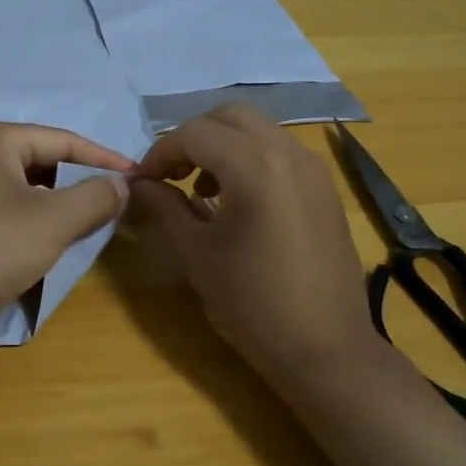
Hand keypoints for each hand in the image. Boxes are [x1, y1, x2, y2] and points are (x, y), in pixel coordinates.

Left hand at [0, 121, 134, 329]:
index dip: (104, 159)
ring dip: (60, 208)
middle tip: (116, 206)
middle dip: (80, 184)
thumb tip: (123, 185)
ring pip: (28, 192)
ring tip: (91, 227)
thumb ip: (95, 197)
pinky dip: (36, 227)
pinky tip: (53, 247)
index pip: (63, 140)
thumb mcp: (53, 221)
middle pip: (44, 163)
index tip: (138, 179)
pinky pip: (10, 216)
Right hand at [131, 105, 382, 383]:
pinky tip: (238, 200)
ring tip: (202, 187)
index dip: (162, 152)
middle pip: (230, 117)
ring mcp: (314, 169)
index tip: (144, 181)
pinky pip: (281, 153)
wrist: (324, 348)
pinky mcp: (325, 189)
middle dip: (193, 137)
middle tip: (172, 174)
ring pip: (259, 131)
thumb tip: (140, 183)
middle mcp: (290, 154)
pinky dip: (251, 159)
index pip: (196, 133)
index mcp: (256, 168)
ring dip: (223, 145)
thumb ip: (166, 207)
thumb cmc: (252, 304)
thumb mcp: (198, 254)